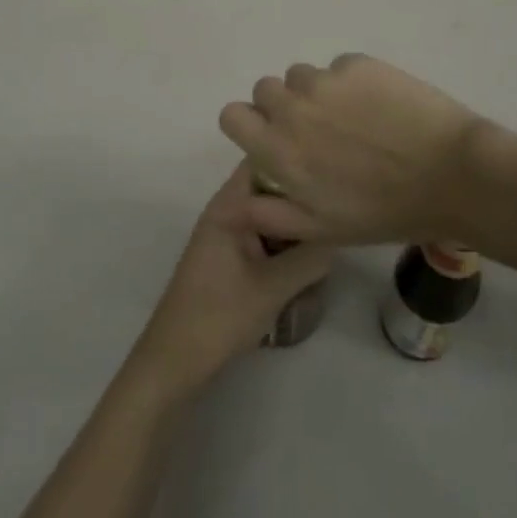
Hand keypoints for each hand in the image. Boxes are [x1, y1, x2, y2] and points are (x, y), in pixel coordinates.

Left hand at [130, 166, 334, 393]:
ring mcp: (228, 233)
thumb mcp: (274, 286)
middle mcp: (227, 210)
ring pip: (271, 214)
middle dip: (302, 198)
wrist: (176, 360)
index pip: (264, 160)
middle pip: (271, 188)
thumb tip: (340, 232)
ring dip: (296, 225)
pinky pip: (265, 236)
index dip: (296, 157)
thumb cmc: (220, 315)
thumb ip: (311, 256)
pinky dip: (285, 244)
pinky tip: (308, 263)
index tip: (331, 171)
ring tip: (329, 238)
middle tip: (338, 211)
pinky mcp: (231, 256)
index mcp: (229, 205)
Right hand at [217, 54, 490, 245]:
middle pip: (265, 89)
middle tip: (318, 131)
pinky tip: (379, 106)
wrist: (451, 175)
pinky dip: (351, 82)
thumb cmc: (384, 211)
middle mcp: (292, 107)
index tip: (272, 137)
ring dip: (316, 93)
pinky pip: (340, 67)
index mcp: (279, 149)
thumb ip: (268, 214)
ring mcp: (326, 80)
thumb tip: (229, 205)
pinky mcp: (358, 63)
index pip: (232, 115)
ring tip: (353, 119)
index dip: (249, 125)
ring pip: (303, 76)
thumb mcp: (321, 229)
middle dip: (282, 107)